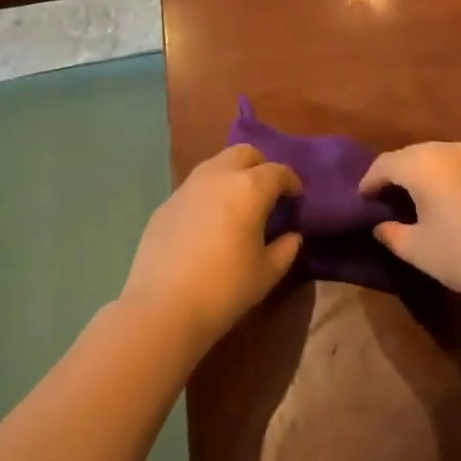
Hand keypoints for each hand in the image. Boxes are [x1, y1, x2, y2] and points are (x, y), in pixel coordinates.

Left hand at [121, 144, 302, 352]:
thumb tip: (291, 236)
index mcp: (249, 188)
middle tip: (267, 192)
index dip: (291, 181)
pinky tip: (208, 223)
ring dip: (232, 175)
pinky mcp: (166, 203)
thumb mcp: (267, 273)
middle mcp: (218, 176)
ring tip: (237, 204)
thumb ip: (285, 249)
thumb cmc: (225, 289)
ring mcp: (187, 187)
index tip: (296, 197)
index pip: (278, 171)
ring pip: (216, 164)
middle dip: (260, 166)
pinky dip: (208, 194)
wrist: (163, 307)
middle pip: (244, 153)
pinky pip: (194, 187)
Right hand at [360, 142, 460, 306]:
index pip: (386, 164)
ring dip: (429, 174)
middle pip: (414, 154)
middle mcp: (452, 151)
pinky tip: (459, 204)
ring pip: (444, 158)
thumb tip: (381, 225)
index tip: (362, 197)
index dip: (369, 180)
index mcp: (424, 164)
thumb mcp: (418, 250)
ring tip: (423, 197)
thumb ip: (392, 234)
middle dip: (398, 172)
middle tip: (388, 195)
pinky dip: (456, 180)